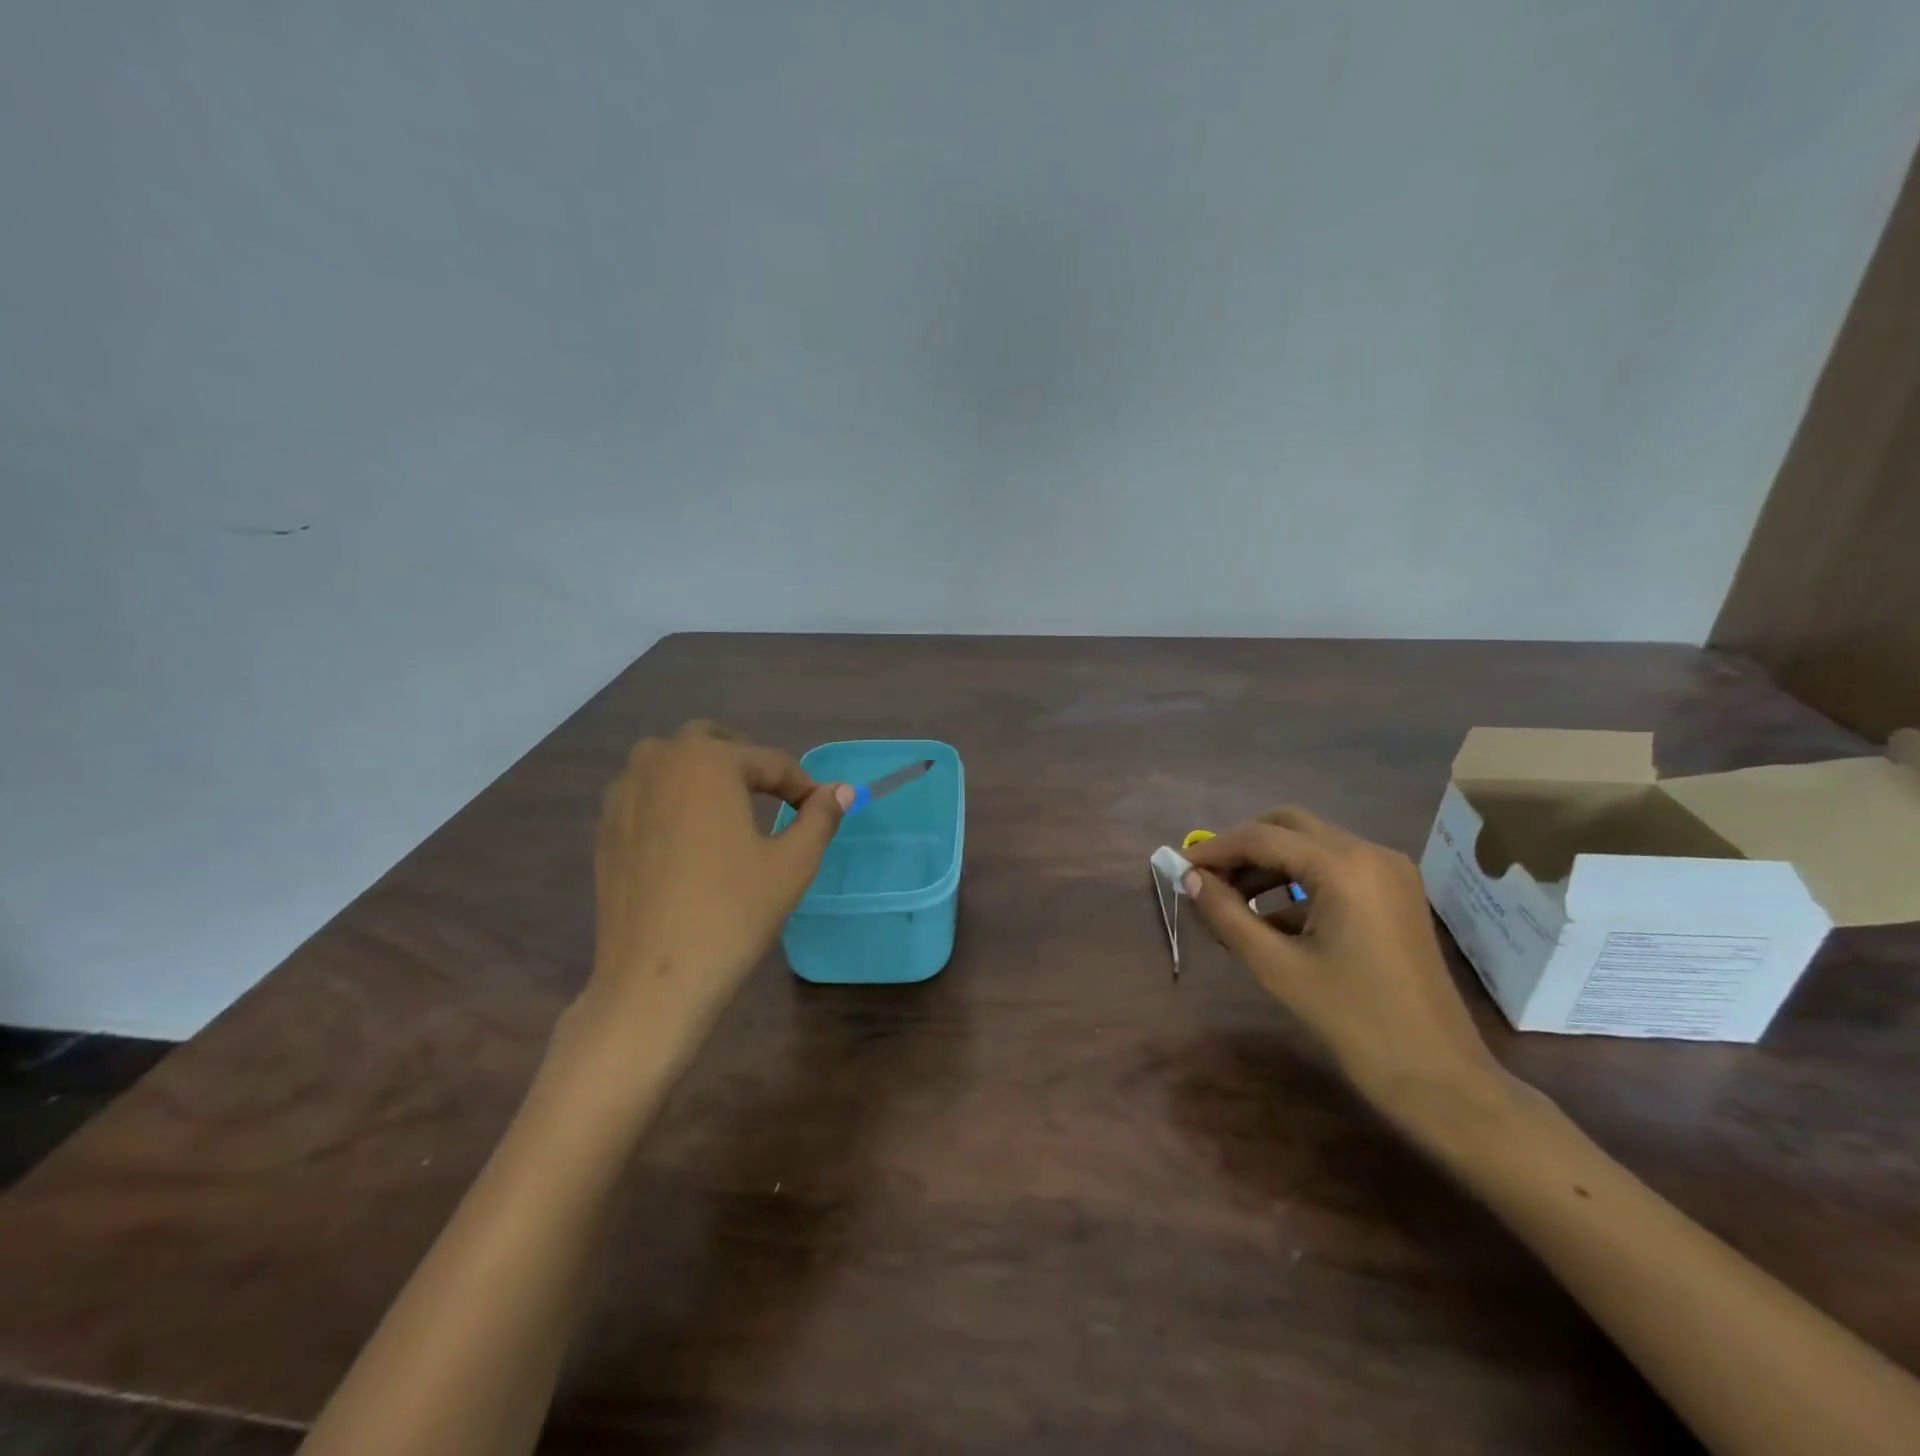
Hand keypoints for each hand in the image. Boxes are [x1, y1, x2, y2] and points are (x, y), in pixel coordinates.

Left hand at [585, 721, 848, 1052]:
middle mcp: (659, 763)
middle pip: (710, 742)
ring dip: (702, 774)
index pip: (769, 761)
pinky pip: (644, 793)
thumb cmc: (732, 913)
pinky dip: (671, 799)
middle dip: (746, 762)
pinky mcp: (605, 829)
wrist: (654, 980)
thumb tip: (841, 790)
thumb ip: (820, 817)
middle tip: (773, 797)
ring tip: (729, 811)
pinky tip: (688, 839)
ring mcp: (623, 795)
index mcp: (708, 762)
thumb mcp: (792, 864)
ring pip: (669, 763)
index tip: (821, 810)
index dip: (802, 785)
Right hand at [1182, 807, 1514, 1133]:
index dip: (1215, 849)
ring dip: (1269, 864)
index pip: (1262, 837)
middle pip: (1288, 826)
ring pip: (1311, 844)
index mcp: (1343, 866)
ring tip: (1232, 902)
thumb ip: (1227, 914)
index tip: (1179, 868)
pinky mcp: (1396, 893)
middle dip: (1243, 848)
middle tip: (1208, 880)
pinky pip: (1335, 868)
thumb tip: (1190, 878)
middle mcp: (1370, 853)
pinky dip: (1297, 880)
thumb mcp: (1277, 966)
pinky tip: (1272, 919)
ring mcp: (1389, 871)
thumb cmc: (1353, 1020)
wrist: (1438, 1075)